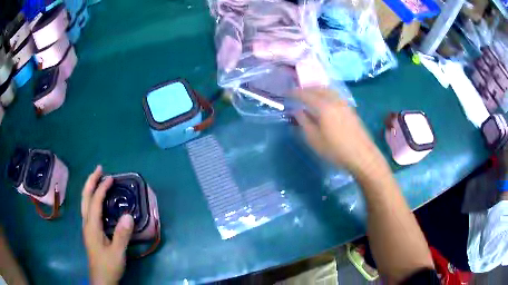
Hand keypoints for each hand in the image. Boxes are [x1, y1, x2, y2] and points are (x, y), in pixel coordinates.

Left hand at [82, 166, 133, 284]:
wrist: (101, 279)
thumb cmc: (108, 265)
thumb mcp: (117, 253)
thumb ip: (122, 235)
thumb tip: (128, 215)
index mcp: (92, 226)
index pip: (95, 202)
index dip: (102, 188)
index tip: (111, 178)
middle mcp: (86, 223)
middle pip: (85, 197)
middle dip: (91, 181)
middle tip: (99, 169)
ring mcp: (87, 227)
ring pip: (85, 202)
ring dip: (90, 188)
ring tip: (97, 179)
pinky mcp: (90, 231)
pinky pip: (88, 209)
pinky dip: (91, 198)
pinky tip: (97, 200)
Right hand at [294, 88, 382, 174]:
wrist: (362, 155)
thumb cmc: (336, 150)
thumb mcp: (315, 140)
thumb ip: (304, 123)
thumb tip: (297, 111)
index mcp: (324, 107)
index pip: (306, 94)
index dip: (295, 93)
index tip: (286, 93)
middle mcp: (334, 100)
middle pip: (318, 88)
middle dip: (306, 89)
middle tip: (297, 93)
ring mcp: (344, 103)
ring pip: (328, 90)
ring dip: (317, 90)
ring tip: (310, 95)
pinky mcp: (350, 109)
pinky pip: (335, 95)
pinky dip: (326, 94)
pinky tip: (324, 102)